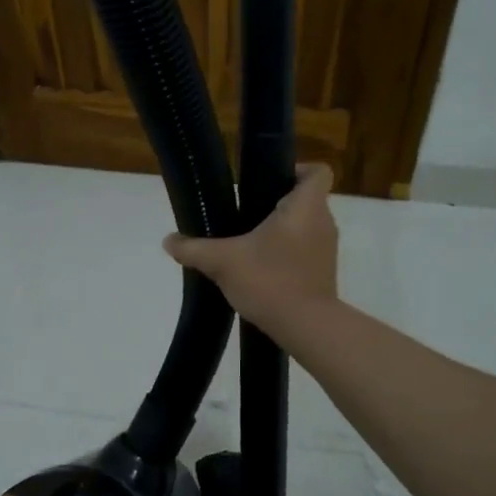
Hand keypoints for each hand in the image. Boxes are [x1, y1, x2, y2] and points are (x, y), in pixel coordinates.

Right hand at [163, 163, 338, 332]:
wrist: (305, 327)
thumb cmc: (269, 280)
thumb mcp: (222, 262)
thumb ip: (193, 249)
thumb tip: (168, 241)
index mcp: (306, 207)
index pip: (317, 171)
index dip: (296, 169)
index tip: (267, 181)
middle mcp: (323, 222)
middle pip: (306, 198)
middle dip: (278, 202)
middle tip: (245, 212)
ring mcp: (326, 250)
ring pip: (306, 226)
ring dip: (282, 229)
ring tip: (249, 241)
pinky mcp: (323, 273)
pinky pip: (305, 250)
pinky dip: (287, 252)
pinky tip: (260, 267)